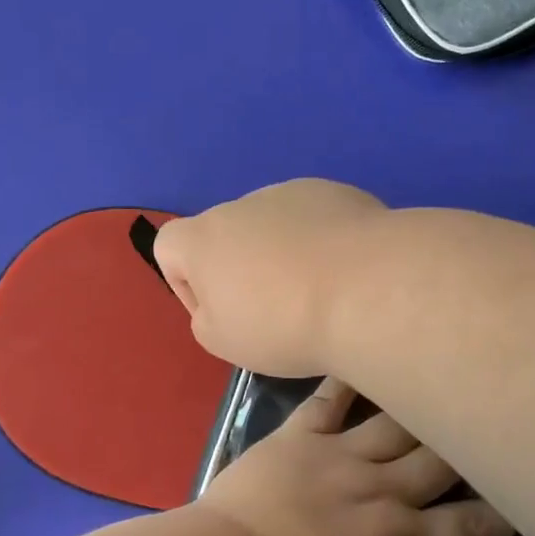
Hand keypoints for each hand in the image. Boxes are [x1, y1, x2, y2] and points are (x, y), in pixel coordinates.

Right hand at [154, 179, 386, 376]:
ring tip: (317, 291)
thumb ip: (206, 318)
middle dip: (241, 268)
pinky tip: (345, 273)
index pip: (168, 245)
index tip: (221, 312)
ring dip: (282, 252)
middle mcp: (242, 204)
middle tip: (274, 310)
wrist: (366, 290)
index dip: (185, 283)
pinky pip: (315, 219)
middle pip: (226, 235)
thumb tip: (221, 302)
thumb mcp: (223, 342)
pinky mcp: (338, 193)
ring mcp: (292, 193)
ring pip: (273, 225)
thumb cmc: (282, 323)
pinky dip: (321, 242)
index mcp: (203, 237)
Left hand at [200, 377, 512, 535]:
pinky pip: (328, 400)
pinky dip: (347, 381)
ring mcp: (340, 457)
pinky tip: (363, 358)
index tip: (516, 507)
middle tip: (485, 435)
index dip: (499, 515)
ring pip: (396, 423)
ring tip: (439, 390)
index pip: (470, 524)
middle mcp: (384, 490)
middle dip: (470, 448)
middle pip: (442, 460)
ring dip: (421, 408)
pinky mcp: (297, 438)